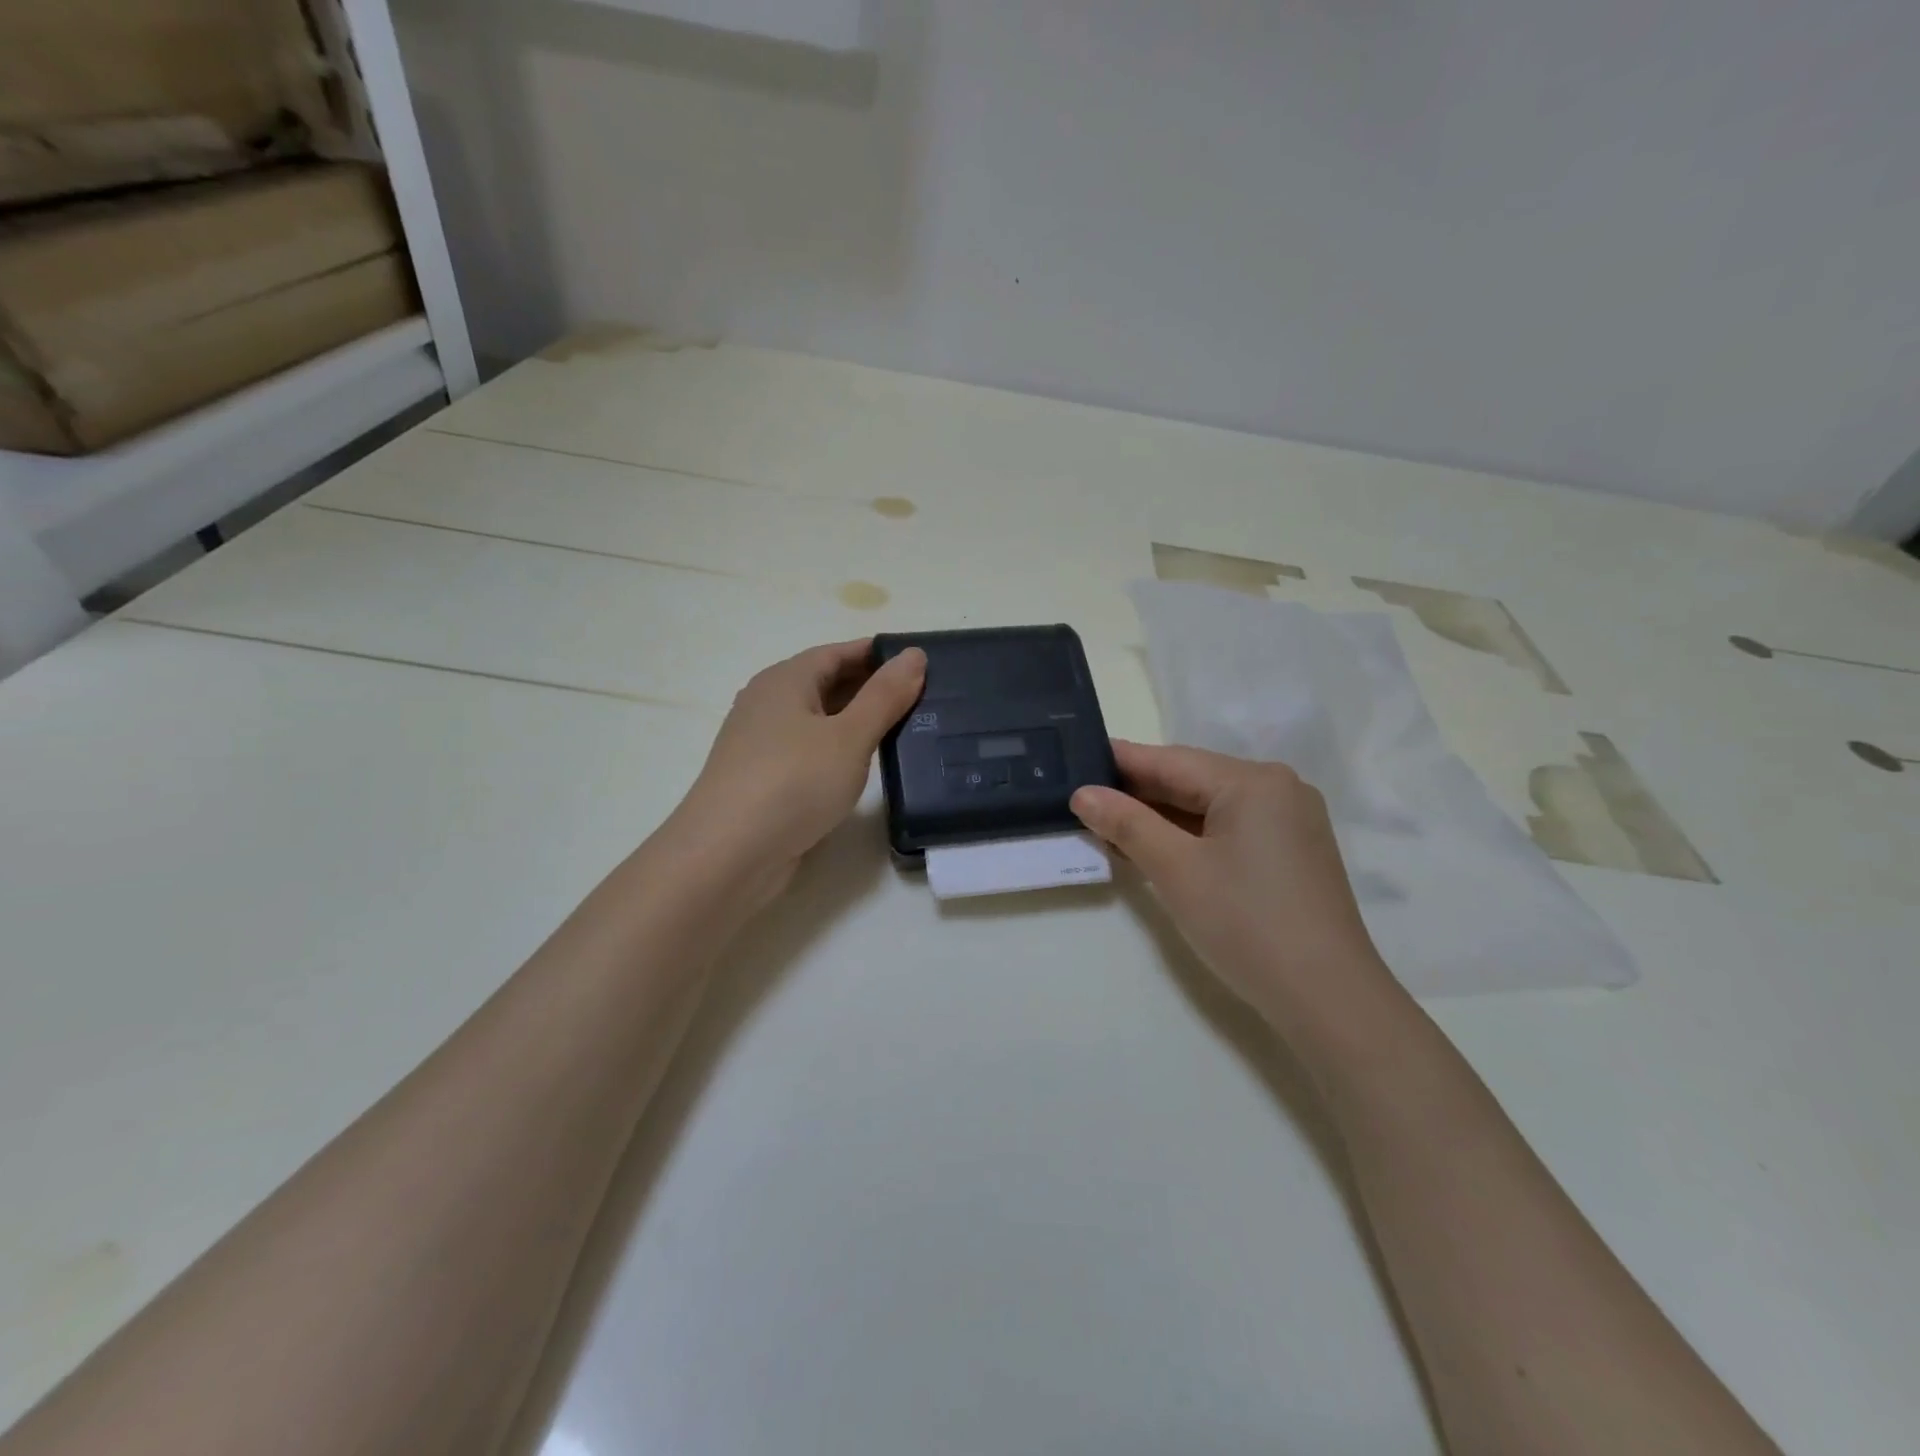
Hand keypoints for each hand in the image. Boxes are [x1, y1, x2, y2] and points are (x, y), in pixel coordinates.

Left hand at [666, 639, 926, 912]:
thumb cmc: (792, 782)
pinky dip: (840, 750)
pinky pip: (810, 750)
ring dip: (858, 721)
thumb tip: (914, 654)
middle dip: (872, 688)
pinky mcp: (764, 779)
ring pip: (819, 720)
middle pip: (827, 683)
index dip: (879, 654)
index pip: (838, 652)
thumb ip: (884, 696)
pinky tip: (865, 766)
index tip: (921, 663)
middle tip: (925, 698)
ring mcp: (763, 743)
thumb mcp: (849, 736)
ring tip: (906, 729)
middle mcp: (768, 703)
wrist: (728, 855)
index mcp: (785, 680)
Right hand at [1071, 741, 1392, 1020]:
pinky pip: (1227, 830)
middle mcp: (1277, 789)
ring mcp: (1288, 822)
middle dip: (1137, 793)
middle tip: (1081, 797)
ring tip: (1105, 824)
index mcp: (1253, 781)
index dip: (1120, 762)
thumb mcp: (1176, 870)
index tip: (1075, 758)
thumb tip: (1083, 794)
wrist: (1328, 1000)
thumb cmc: (1246, 924)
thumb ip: (1127, 824)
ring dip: (1160, 818)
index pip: (1171, 761)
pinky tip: (1152, 846)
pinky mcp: (1290, 853)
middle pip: (1191, 781)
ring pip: (1208, 808)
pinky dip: (1188, 837)